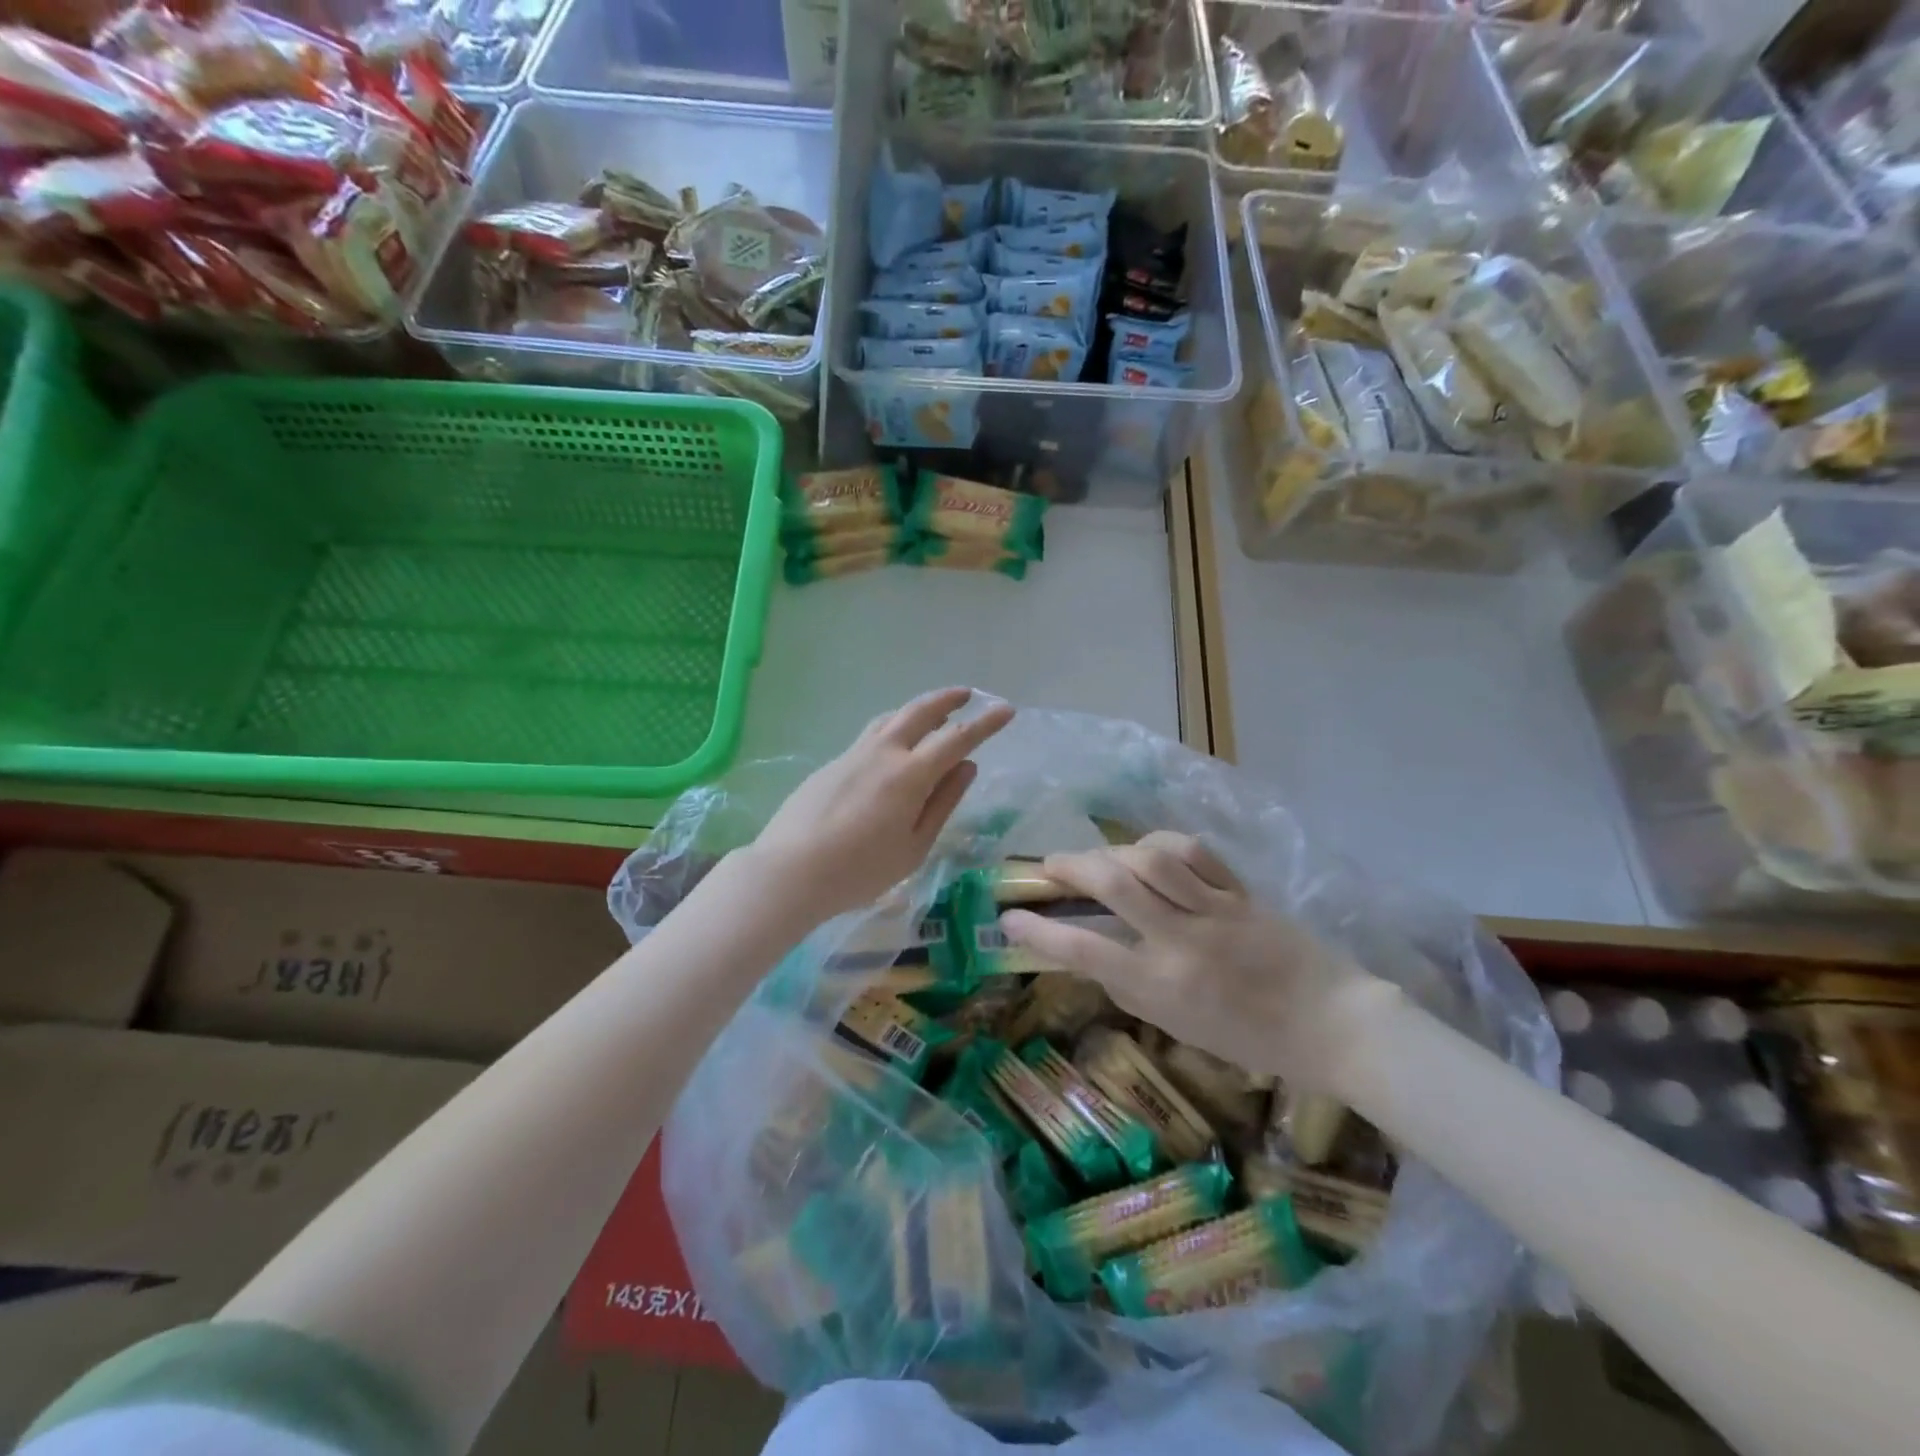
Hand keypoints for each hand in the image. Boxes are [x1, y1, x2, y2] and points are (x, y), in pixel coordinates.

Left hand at [749, 688, 1014, 923]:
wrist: (790, 870)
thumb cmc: (860, 870)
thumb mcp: (914, 846)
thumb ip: (942, 803)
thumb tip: (966, 767)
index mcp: (910, 774)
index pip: (957, 738)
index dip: (985, 723)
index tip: (1006, 710)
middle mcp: (883, 753)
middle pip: (920, 712)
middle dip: (947, 699)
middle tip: (967, 694)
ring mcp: (853, 754)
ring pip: (891, 718)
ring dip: (917, 709)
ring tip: (933, 714)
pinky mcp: (832, 764)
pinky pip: (871, 734)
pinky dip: (893, 727)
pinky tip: (893, 744)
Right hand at [999, 832, 1391, 1093]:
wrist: (1332, 1024)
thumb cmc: (1249, 1038)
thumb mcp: (1177, 1024)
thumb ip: (1131, 985)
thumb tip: (1089, 950)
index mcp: (1162, 987)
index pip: (1085, 951)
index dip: (1039, 933)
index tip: (1009, 919)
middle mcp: (1181, 942)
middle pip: (1114, 885)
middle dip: (1070, 866)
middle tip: (1049, 865)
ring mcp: (1214, 911)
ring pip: (1150, 859)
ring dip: (1111, 851)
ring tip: (1097, 858)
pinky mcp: (1241, 891)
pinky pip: (1193, 852)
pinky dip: (1160, 844)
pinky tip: (1148, 851)